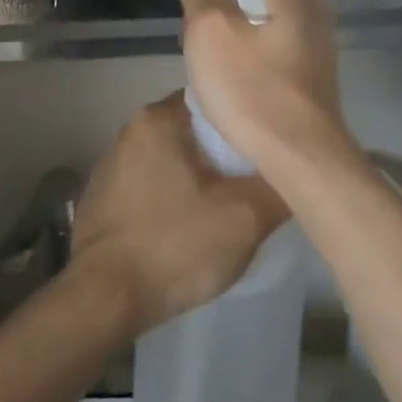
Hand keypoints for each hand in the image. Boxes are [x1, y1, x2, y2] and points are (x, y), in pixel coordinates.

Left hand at [70, 93, 287, 335]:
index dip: (246, 124)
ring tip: (229, 205)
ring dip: (199, 178)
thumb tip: (299, 170)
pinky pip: (152, 183)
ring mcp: (113, 163)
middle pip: (194, 132)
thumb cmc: (173, 245)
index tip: (270, 147)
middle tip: (257, 181)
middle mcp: (131, 130)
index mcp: (158, 118)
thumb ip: (277, 188)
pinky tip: (190, 225)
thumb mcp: (242, 219)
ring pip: (173, 159)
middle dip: (224, 155)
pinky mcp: (105, 195)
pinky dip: (174, 196)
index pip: (214, 103)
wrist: (102, 298)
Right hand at [177, 0, 355, 178]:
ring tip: (213, 64)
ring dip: (234, 35)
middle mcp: (311, 6)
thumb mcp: (210, 31)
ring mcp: (317, 41)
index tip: (194, 11)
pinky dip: (251, 55)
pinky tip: (237, 81)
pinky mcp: (314, 71)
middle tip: (198, 39)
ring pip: (261, 21)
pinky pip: (273, 47)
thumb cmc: (251, 88)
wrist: (301, 156)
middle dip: (221, 9)